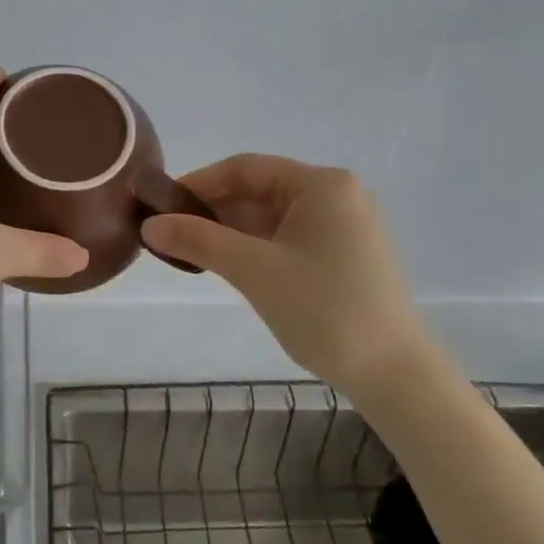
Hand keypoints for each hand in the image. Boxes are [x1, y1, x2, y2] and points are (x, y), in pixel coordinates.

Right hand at [141, 155, 436, 388]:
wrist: (394, 375)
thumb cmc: (325, 311)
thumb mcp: (255, 271)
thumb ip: (199, 241)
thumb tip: (148, 225)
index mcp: (322, 185)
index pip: (245, 168)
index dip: (198, 183)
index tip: (160, 206)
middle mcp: (336, 195)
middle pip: (258, 190)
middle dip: (212, 210)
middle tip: (169, 233)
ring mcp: (343, 226)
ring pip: (271, 216)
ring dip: (230, 230)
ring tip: (188, 251)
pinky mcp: (344, 254)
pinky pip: (287, 237)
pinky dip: (254, 246)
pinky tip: (225, 264)